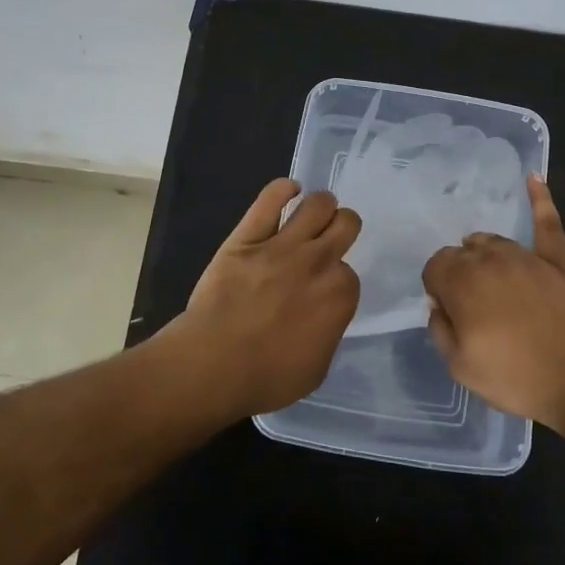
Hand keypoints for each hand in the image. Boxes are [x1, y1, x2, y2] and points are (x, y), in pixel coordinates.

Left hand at [181, 179, 360, 416]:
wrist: (214, 363)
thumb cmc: (267, 376)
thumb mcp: (317, 367)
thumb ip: (328, 331)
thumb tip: (324, 317)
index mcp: (340, 294)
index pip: (350, 272)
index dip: (336, 278)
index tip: (323, 288)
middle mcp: (319, 261)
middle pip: (346, 223)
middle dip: (341, 227)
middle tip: (329, 237)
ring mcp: (283, 244)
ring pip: (318, 204)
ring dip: (321, 205)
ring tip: (312, 212)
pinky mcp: (248, 235)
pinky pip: (270, 198)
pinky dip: (283, 189)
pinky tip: (288, 191)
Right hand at [422, 176, 564, 429]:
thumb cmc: (517, 378)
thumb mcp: (460, 367)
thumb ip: (440, 329)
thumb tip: (439, 305)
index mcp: (462, 283)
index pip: (435, 266)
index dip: (437, 287)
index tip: (448, 310)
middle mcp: (490, 259)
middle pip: (461, 252)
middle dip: (458, 272)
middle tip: (471, 305)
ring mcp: (527, 256)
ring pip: (493, 241)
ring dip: (484, 254)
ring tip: (489, 278)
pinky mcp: (558, 260)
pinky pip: (547, 221)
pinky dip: (540, 198)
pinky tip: (533, 177)